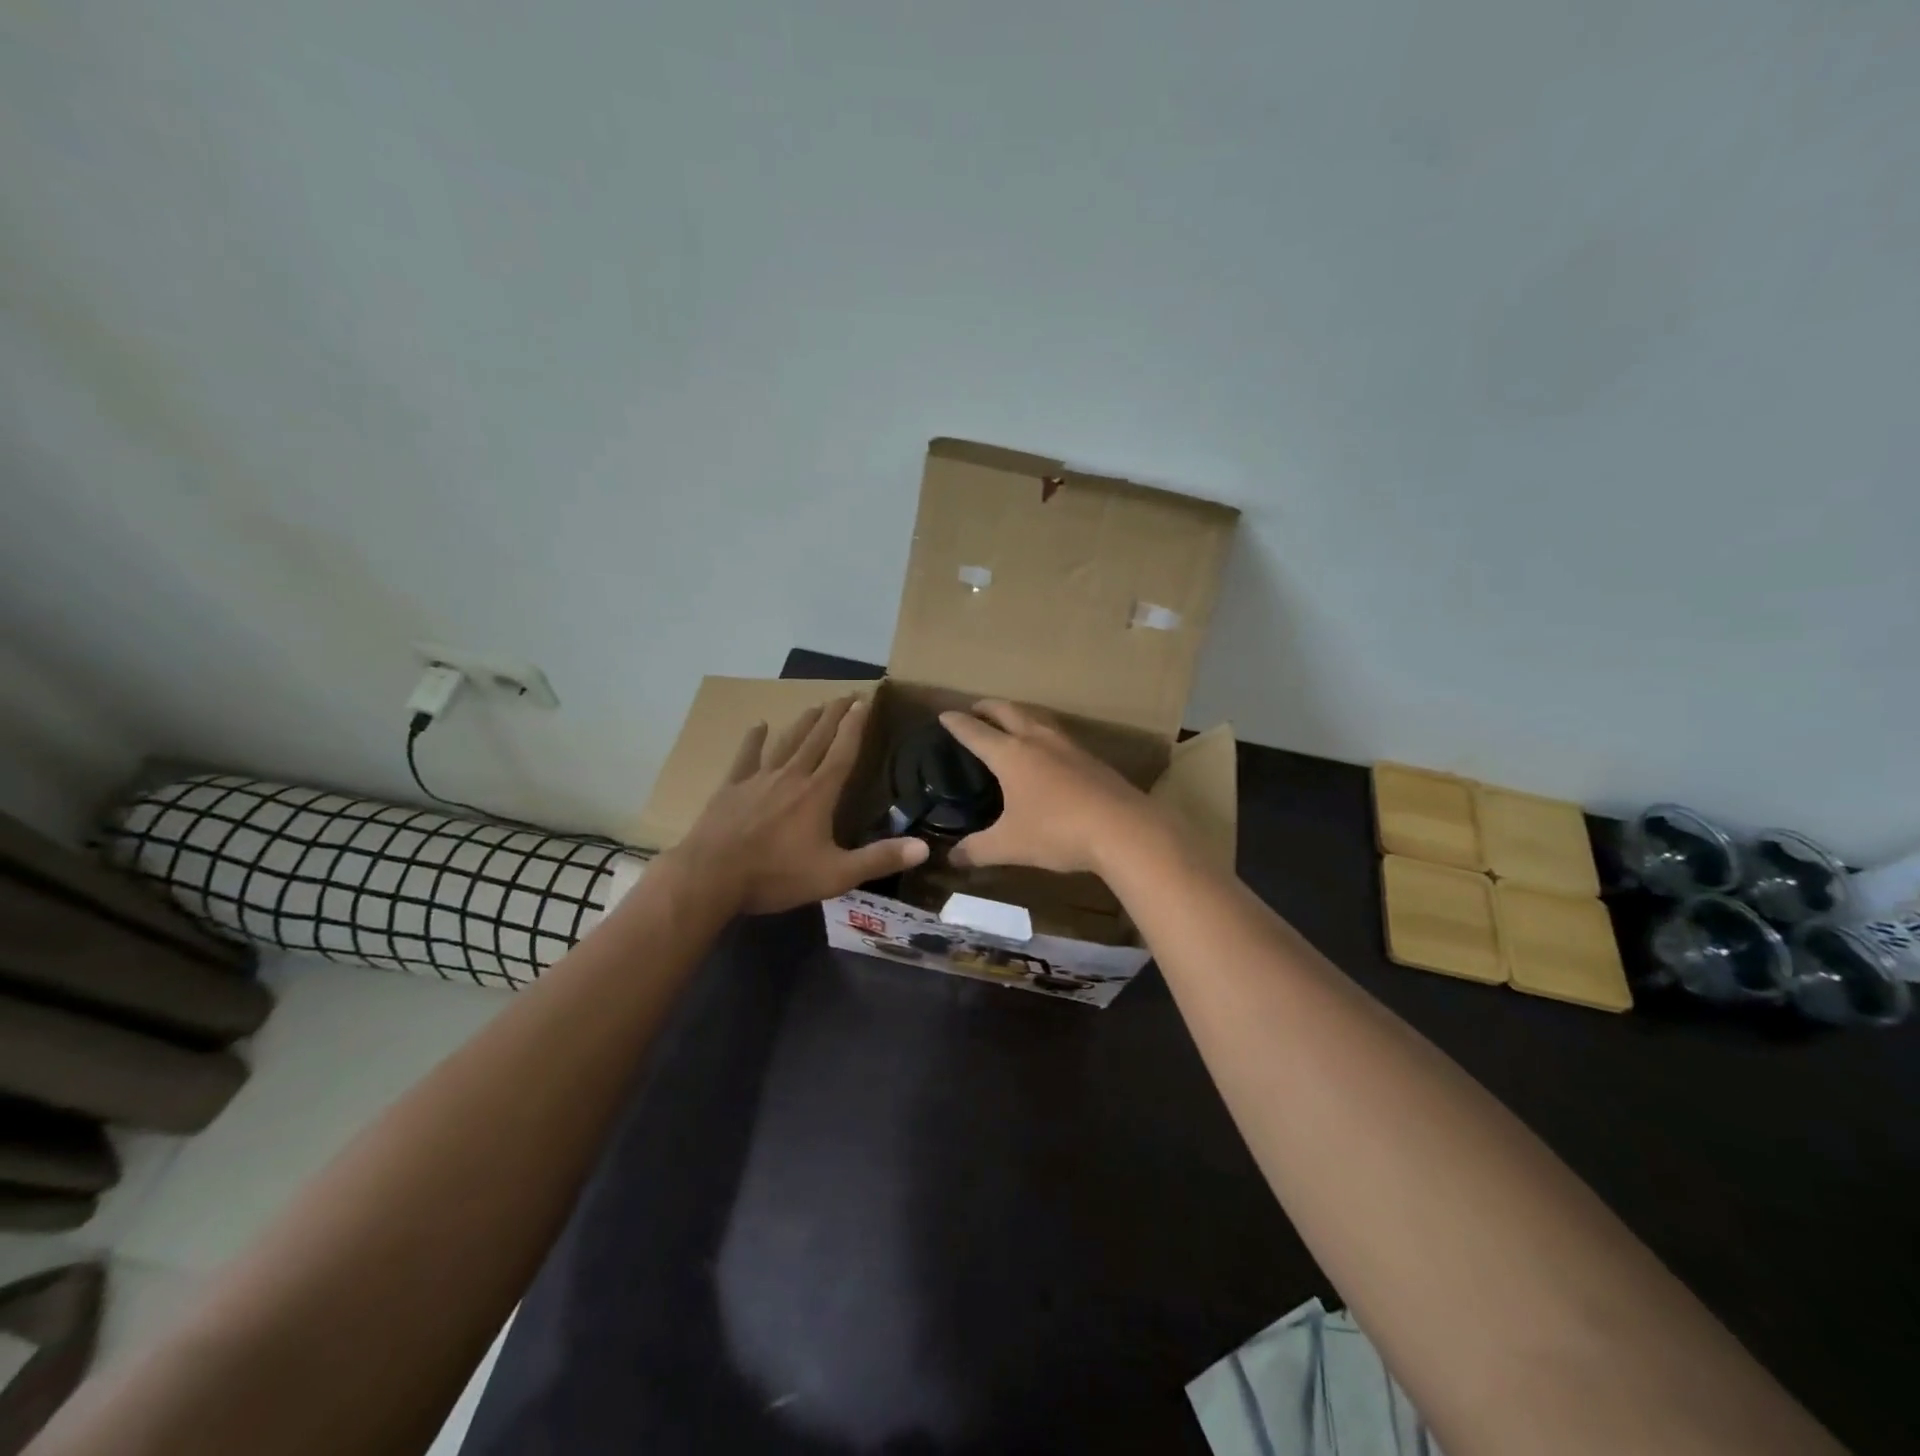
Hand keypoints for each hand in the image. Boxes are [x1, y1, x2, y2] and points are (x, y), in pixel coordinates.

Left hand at [670, 697, 927, 915]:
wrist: (711, 877)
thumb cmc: (776, 876)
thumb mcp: (835, 874)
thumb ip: (879, 859)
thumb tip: (924, 847)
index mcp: (818, 793)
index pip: (843, 751)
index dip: (856, 725)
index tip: (866, 701)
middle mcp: (792, 776)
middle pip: (817, 738)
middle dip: (834, 715)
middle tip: (847, 694)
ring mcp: (759, 779)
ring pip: (787, 742)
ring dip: (804, 722)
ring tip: (816, 705)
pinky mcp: (732, 788)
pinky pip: (746, 757)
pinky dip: (754, 740)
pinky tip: (759, 725)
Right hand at [938, 701, 1166, 876]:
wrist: (1123, 829)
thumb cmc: (1057, 831)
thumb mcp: (1010, 845)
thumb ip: (977, 850)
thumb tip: (952, 858)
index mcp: (1011, 754)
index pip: (976, 732)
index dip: (957, 723)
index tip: (944, 715)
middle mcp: (1038, 740)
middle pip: (1008, 711)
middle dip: (988, 708)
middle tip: (975, 710)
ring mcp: (1068, 746)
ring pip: (1037, 717)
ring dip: (1018, 714)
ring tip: (1010, 722)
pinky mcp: (1091, 758)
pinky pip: (1058, 734)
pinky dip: (1042, 732)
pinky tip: (1047, 750)